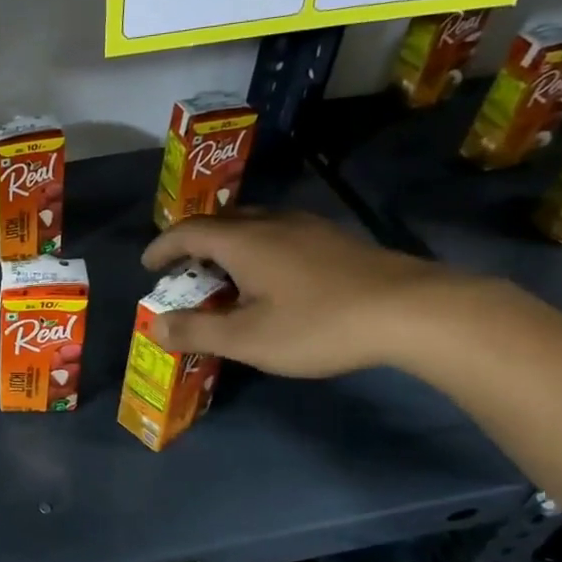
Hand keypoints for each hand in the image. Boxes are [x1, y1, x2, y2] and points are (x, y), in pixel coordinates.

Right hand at [140, 210, 457, 377]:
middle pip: (220, 222)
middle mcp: (272, 223)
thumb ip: (195, 331)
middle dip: (193, 243)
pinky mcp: (335, 239)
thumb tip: (154, 325)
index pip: (187, 232)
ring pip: (254, 225)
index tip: (148, 265)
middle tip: (184, 271)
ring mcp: (308, 227)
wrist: (414, 311)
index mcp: (243, 240)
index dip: (162, 247)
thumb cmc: (317, 324)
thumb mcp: (246, 338)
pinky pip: (280, 234)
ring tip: (224, 274)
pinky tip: (272, 278)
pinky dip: (257, 250)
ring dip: (228, 245)